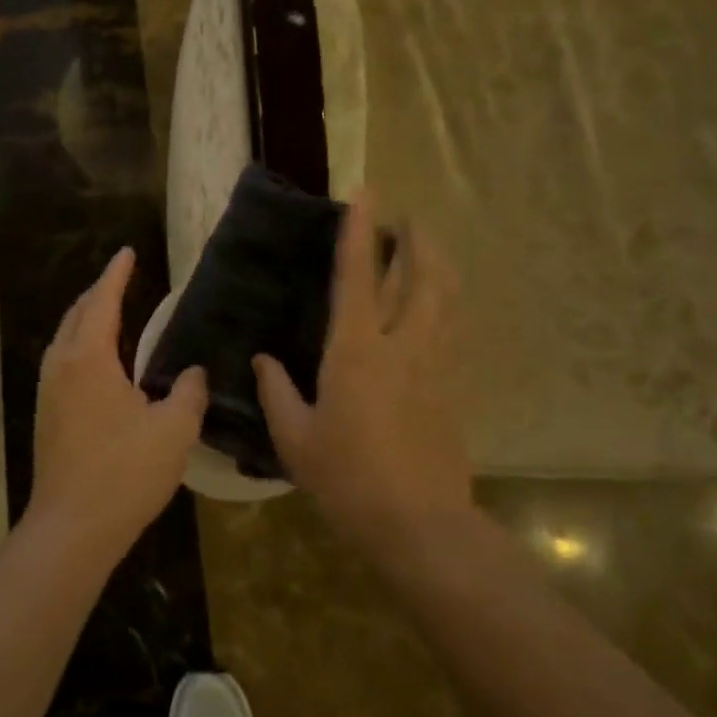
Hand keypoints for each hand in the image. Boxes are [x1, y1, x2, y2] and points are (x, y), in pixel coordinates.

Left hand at [30, 247, 207, 561]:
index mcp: (90, 358)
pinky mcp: (46, 416)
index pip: (103, 302)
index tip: (127, 252)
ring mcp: (48, 392)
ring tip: (109, 314)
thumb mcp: (174, 429)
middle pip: (77, 315)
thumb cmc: (125, 471)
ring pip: (64, 339)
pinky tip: (98, 364)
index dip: (116, 275)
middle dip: (98, 293)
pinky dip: (80, 345)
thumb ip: (188, 392)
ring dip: (85, 319)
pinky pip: (62, 362)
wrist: (72, 527)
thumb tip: (193, 372)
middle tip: (121, 279)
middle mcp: (62, 366)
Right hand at [253, 192, 473, 550]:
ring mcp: (436, 362)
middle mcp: (403, 343)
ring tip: (424, 247)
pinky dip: (447, 300)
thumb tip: (261, 360)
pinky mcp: (455, 383)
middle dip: (415, 237)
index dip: (360, 231)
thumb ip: (276, 391)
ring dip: (437, 262)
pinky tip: (439, 302)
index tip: (364, 193)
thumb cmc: (347, 478)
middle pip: (421, 273)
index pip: (359, 276)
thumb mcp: (295, 438)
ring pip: (446, 294)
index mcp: (357, 350)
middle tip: (403, 219)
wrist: (419, 523)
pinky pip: (454, 325)